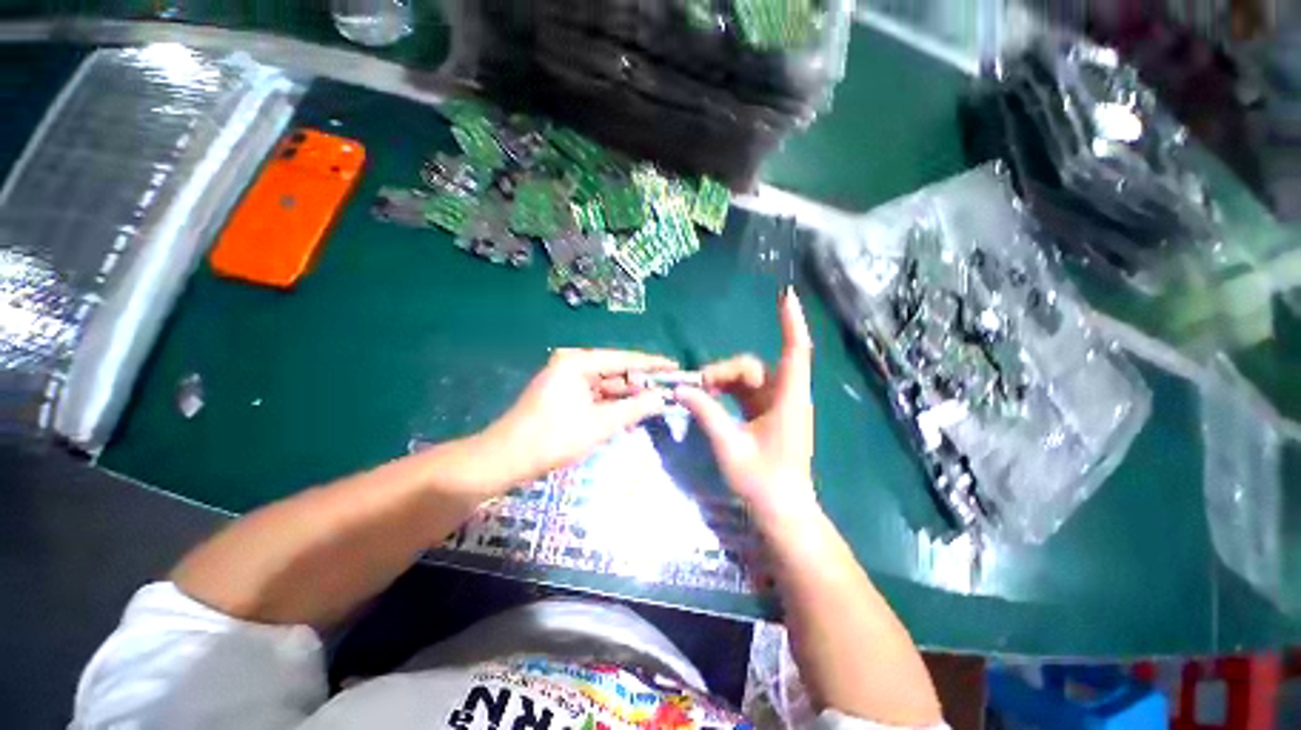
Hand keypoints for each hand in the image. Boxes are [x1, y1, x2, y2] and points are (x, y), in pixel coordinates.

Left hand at [481, 348, 676, 486]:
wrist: (504, 460)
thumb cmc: (552, 439)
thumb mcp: (599, 424)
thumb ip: (633, 408)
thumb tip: (660, 398)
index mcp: (577, 363)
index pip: (623, 359)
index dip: (651, 364)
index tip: (674, 366)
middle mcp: (571, 365)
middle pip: (614, 370)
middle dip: (640, 381)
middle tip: (668, 387)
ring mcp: (565, 379)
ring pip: (605, 384)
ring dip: (626, 394)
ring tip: (655, 400)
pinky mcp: (562, 394)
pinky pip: (594, 394)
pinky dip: (611, 403)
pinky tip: (630, 410)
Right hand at [675, 290, 818, 525]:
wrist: (782, 511)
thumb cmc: (762, 482)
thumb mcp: (730, 446)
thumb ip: (707, 414)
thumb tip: (682, 389)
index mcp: (788, 400)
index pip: (795, 352)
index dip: (791, 322)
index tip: (785, 295)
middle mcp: (786, 397)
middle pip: (753, 367)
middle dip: (724, 371)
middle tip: (698, 386)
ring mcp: (777, 405)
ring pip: (747, 379)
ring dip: (723, 381)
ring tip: (699, 393)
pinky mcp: (769, 414)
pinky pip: (746, 392)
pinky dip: (727, 391)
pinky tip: (709, 398)